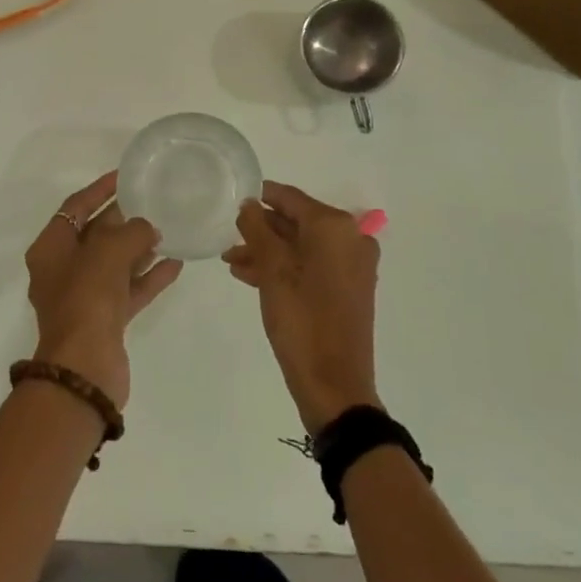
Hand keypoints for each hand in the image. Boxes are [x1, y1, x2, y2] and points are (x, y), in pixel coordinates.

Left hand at [25, 171, 182, 410]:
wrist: (84, 367)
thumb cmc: (87, 297)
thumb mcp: (109, 251)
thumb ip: (132, 232)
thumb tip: (148, 228)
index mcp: (51, 249)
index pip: (75, 208)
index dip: (99, 190)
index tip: (124, 176)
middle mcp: (63, 270)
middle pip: (95, 235)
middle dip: (122, 219)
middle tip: (151, 201)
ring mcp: (84, 297)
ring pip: (114, 264)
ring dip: (139, 248)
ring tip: (168, 229)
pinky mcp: (105, 320)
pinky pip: (129, 289)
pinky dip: (149, 276)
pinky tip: (176, 263)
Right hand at [225, 181, 381, 433]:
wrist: (334, 385)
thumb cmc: (302, 320)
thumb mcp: (272, 271)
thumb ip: (257, 230)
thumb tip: (249, 204)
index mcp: (335, 227)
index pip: (291, 198)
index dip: (261, 196)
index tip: (233, 198)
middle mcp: (350, 239)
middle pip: (298, 222)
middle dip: (261, 229)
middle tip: (229, 236)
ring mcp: (352, 266)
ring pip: (302, 246)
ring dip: (268, 251)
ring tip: (232, 260)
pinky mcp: (348, 289)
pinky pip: (312, 265)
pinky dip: (284, 268)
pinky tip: (250, 275)